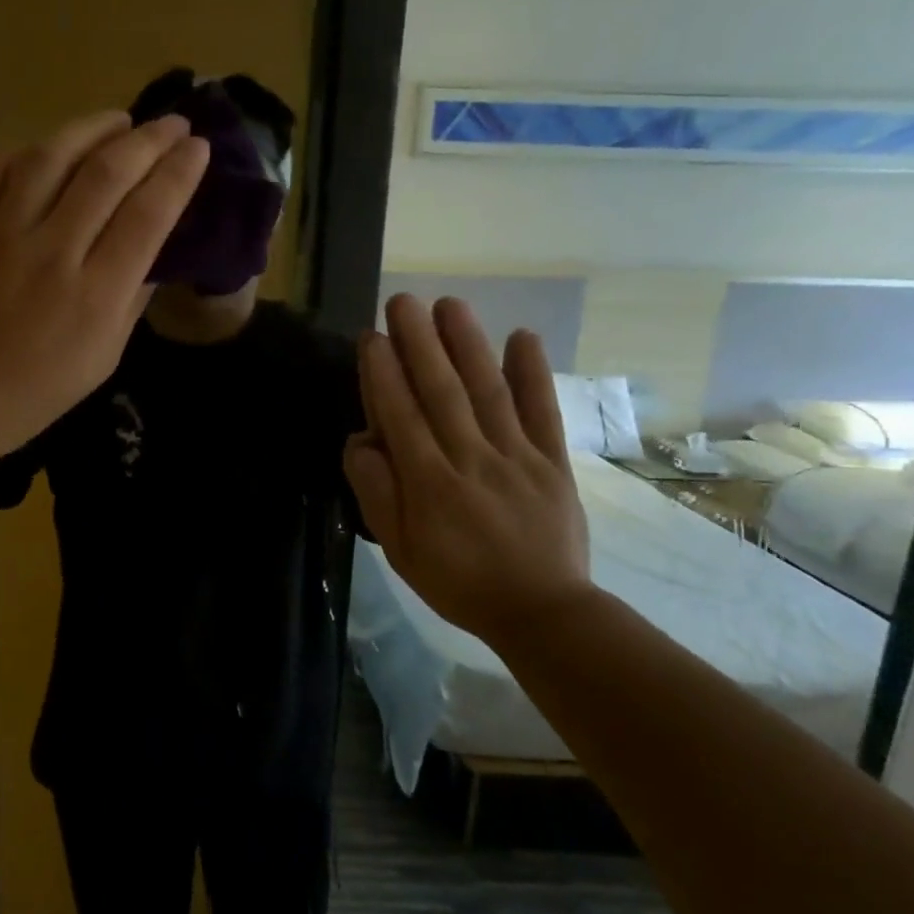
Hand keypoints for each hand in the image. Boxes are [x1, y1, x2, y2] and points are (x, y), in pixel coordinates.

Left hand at [0, 111, 208, 459]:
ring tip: (117, 121)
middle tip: (171, 122)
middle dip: (149, 140)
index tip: (197, 147)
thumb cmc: (39, 390)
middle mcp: (51, 255)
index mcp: (96, 296)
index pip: (148, 215)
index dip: (178, 173)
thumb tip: (153, 246)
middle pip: (107, 174)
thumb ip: (132, 297)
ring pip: (50, 158)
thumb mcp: (105, 357)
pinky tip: (45, 150)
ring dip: (91, 128)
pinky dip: (23, 151)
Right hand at [344, 295, 591, 642]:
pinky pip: (542, 412)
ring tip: (450, 305)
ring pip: (487, 391)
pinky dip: (533, 374)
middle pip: (441, 391)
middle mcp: (470, 458)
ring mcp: (516, 456)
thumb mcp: (399, 549)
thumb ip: (377, 493)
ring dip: (467, 344)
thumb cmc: (457, 581)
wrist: (541, 611)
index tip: (371, 337)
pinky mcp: (553, 461)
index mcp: (428, 482)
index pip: (400, 415)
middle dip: (419, 342)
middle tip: (403, 301)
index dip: (383, 373)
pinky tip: (522, 337)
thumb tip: (361, 440)